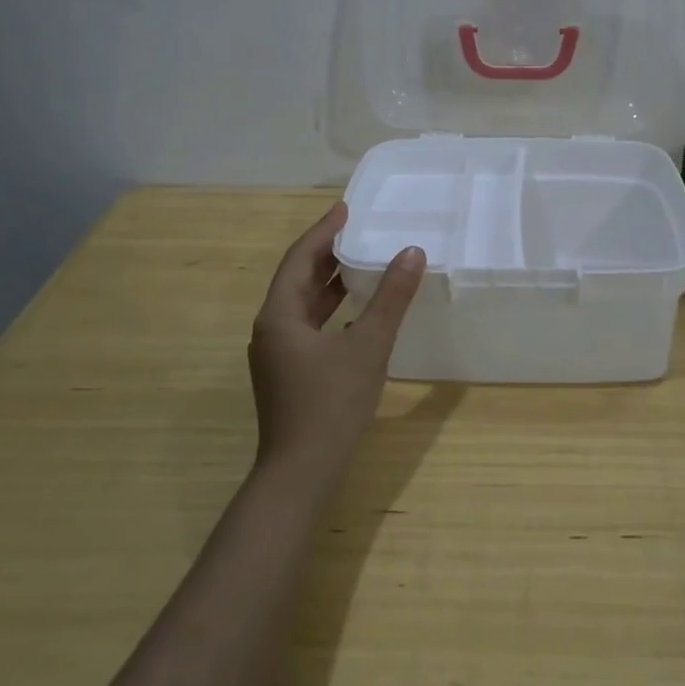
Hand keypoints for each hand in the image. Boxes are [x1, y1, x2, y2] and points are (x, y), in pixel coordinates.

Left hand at [248, 201, 424, 486]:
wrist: (300, 477)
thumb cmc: (330, 406)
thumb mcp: (368, 347)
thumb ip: (391, 298)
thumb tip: (412, 252)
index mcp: (280, 316)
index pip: (300, 258)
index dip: (323, 231)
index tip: (345, 208)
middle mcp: (272, 330)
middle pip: (298, 279)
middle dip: (326, 253)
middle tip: (357, 230)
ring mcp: (278, 355)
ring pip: (303, 304)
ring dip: (330, 282)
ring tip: (361, 261)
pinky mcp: (289, 374)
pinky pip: (309, 325)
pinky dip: (331, 310)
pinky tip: (356, 311)